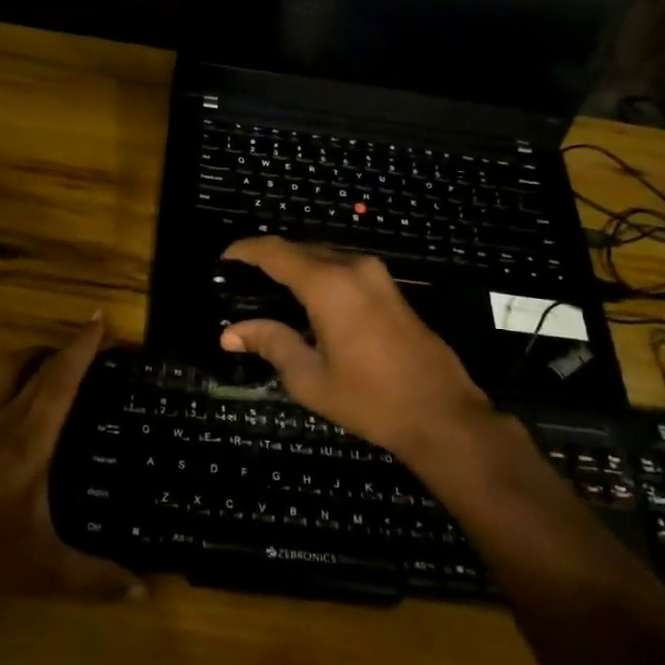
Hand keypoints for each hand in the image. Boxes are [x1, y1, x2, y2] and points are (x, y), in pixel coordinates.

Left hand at [0, 317, 142, 610]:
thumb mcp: (45, 571)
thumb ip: (97, 579)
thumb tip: (146, 592)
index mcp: (30, 439)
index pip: (61, 378)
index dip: (83, 345)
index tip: (100, 319)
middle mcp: (1, 419)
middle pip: (33, 365)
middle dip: (63, 347)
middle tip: (89, 346)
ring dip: (25, 357)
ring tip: (46, 363)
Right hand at [219, 238, 522, 474]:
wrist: (442, 414)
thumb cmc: (370, 399)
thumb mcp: (310, 378)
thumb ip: (270, 343)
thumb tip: (230, 333)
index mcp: (328, 284)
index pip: (275, 252)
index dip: (244, 251)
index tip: (222, 260)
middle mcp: (353, 267)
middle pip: (299, 249)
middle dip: (268, 259)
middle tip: (240, 282)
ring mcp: (376, 275)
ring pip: (323, 257)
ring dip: (295, 268)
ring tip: (267, 292)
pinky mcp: (390, 289)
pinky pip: (343, 269)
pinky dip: (318, 277)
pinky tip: (305, 304)